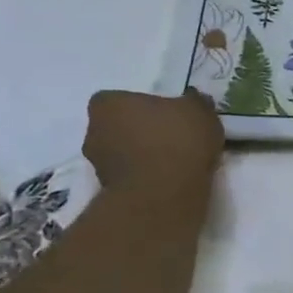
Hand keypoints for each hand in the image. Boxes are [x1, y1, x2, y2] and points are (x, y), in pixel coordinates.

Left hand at [82, 89, 223, 195]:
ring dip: (143, 156)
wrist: (164, 193)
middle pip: (118, 127)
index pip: (121, 99)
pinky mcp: (108, 192)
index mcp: (108, 104)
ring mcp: (97, 164)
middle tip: (171, 138)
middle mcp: (93, 131)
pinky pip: (131, 177)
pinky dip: (146, 177)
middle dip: (140, 132)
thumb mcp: (199, 110)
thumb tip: (192, 99)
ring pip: (122, 154)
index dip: (144, 107)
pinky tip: (171, 180)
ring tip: (175, 163)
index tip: (167, 115)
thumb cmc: (177, 139)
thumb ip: (193, 102)